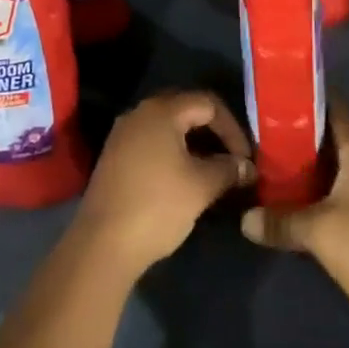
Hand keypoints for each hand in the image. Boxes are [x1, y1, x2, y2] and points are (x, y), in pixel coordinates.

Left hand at [73, 91, 255, 278]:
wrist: (102, 243)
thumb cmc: (157, 206)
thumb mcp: (200, 187)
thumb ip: (227, 170)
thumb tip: (245, 166)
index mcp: (162, 110)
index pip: (208, 103)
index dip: (232, 128)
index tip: (245, 159)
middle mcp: (140, 112)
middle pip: (186, 110)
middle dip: (213, 132)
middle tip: (231, 159)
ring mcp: (123, 133)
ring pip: (168, 127)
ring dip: (193, 144)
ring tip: (211, 171)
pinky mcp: (114, 156)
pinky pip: (151, 142)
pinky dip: (173, 153)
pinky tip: (183, 179)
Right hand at [241, 103, 348, 344]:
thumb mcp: (318, 232)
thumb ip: (280, 221)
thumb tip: (244, 217)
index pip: (336, 109)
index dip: (311, 97)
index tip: (281, 92)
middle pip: (337, 136)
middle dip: (306, 130)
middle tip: (269, 127)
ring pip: (342, 164)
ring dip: (315, 161)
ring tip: (278, 158)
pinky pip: (347, 189)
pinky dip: (325, 187)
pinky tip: (302, 197)